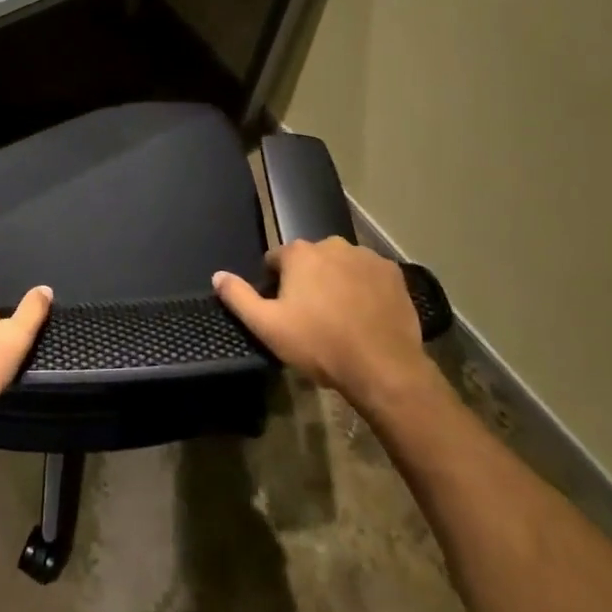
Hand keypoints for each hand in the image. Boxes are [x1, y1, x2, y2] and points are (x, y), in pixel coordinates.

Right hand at [213, 239, 439, 407]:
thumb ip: (239, 297)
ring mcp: (367, 257)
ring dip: (337, 282)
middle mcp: (333, 244)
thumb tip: (217, 275)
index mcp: (300, 254)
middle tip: (312, 317)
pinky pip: (369, 276)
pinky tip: (366, 315)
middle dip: (308, 281)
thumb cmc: (319, 344)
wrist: (383, 367)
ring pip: (341, 266)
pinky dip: (365, 289)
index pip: (277, 260)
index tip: (284, 310)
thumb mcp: (267, 326)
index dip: (276, 285)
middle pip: (311, 260)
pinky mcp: (394, 273)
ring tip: (341, 318)